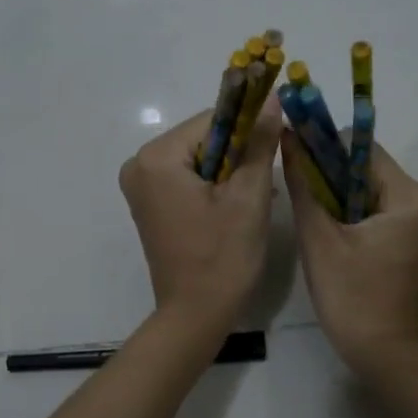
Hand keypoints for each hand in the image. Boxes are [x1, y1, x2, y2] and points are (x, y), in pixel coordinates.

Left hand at [119, 99, 284, 339]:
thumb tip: (273, 101)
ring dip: (231, 172)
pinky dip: (215, 186)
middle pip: (205, 138)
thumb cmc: (223, 257)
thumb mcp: (248, 196)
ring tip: (256, 199)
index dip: (250, 127)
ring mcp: (142, 188)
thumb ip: (259, 143)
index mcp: (156, 158)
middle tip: (266, 183)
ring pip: (200, 160)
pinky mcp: (151, 206)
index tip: (277, 144)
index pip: (214, 118)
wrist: (196, 315)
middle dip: (239, 154)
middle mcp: (140, 166)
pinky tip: (237, 208)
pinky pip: (189, 180)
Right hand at [281, 133, 417, 372]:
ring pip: (366, 187)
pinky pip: (373, 208)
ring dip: (335, 193)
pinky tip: (325, 228)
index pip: (361, 148)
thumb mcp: (319, 239)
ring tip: (306, 210)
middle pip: (365, 167)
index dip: (324, 146)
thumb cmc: (351, 297)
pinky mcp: (407, 236)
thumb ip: (303, 185)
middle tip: (295, 188)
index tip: (292, 155)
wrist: (382, 353)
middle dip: (328, 173)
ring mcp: (417, 219)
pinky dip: (348, 211)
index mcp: (410, 196)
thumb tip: (288, 138)